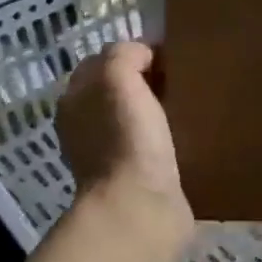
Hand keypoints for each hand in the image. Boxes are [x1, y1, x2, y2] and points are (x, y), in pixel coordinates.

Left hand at [57, 43, 192, 235]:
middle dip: (145, 81)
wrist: (139, 208)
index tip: (168, 57)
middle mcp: (83, 127)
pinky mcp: (133, 178)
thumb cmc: (126, 138)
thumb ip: (124, 55)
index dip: (133, 53)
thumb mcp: (117, 78)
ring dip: (156, 110)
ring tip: (187, 105)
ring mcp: (107, 155)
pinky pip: (149, 144)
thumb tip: (144, 57)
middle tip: (180, 80)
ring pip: (133, 117)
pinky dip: (164, 137)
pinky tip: (185, 135)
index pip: (101, 62)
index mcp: (73, 101)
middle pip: (117, 90)